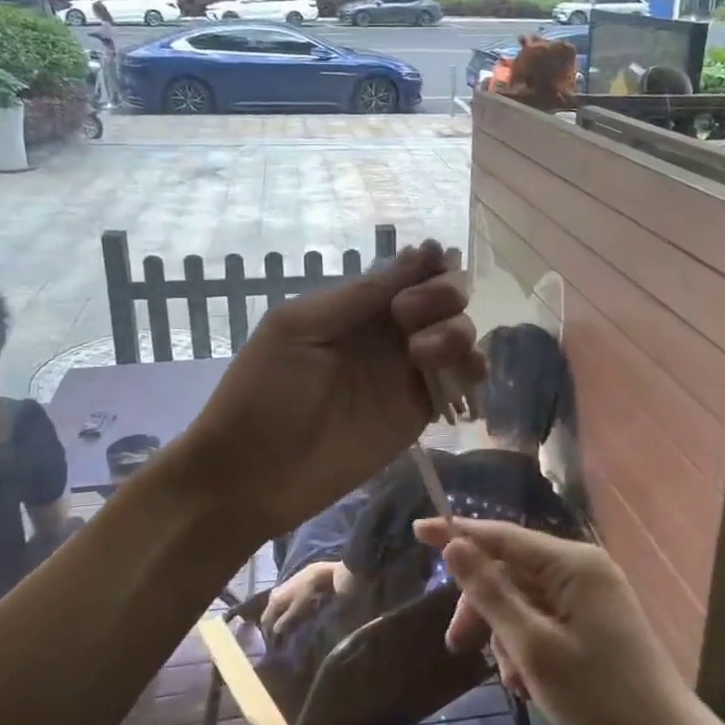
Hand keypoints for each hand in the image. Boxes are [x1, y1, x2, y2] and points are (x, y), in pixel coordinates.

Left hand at [178, 241, 480, 548]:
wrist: (253, 473)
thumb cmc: (264, 390)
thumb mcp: (300, 327)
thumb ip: (360, 295)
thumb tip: (421, 251)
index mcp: (357, 306)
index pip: (410, 272)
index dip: (430, 265)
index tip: (434, 265)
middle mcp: (388, 333)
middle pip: (443, 298)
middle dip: (444, 294)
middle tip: (410, 315)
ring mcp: (406, 372)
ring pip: (458, 335)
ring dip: (456, 331)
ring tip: (423, 353)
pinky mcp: (419, 411)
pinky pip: (460, 381)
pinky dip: (471, 369)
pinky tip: (458, 373)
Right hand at [259, 561, 342, 638]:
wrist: (320, 573)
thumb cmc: (308, 593)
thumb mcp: (296, 610)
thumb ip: (284, 622)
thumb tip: (274, 632)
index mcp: (273, 601)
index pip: (265, 621)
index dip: (268, 635)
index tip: (274, 646)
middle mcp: (274, 595)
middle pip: (270, 615)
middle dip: (274, 627)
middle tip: (281, 640)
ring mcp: (282, 589)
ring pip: (277, 609)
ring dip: (280, 619)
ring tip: (288, 631)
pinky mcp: (290, 587)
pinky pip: (283, 604)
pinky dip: (285, 612)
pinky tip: (293, 617)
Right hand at [414, 518, 701, 724]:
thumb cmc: (599, 698)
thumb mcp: (533, 647)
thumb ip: (491, 593)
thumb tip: (455, 546)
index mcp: (573, 564)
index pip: (503, 536)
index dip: (458, 533)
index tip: (417, 530)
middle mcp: (583, 569)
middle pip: (512, 571)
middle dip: (483, 605)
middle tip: (457, 645)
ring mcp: (592, 597)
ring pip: (526, 599)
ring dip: (506, 634)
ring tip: (511, 681)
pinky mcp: (595, 623)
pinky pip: (546, 619)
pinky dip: (528, 645)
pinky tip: (527, 683)